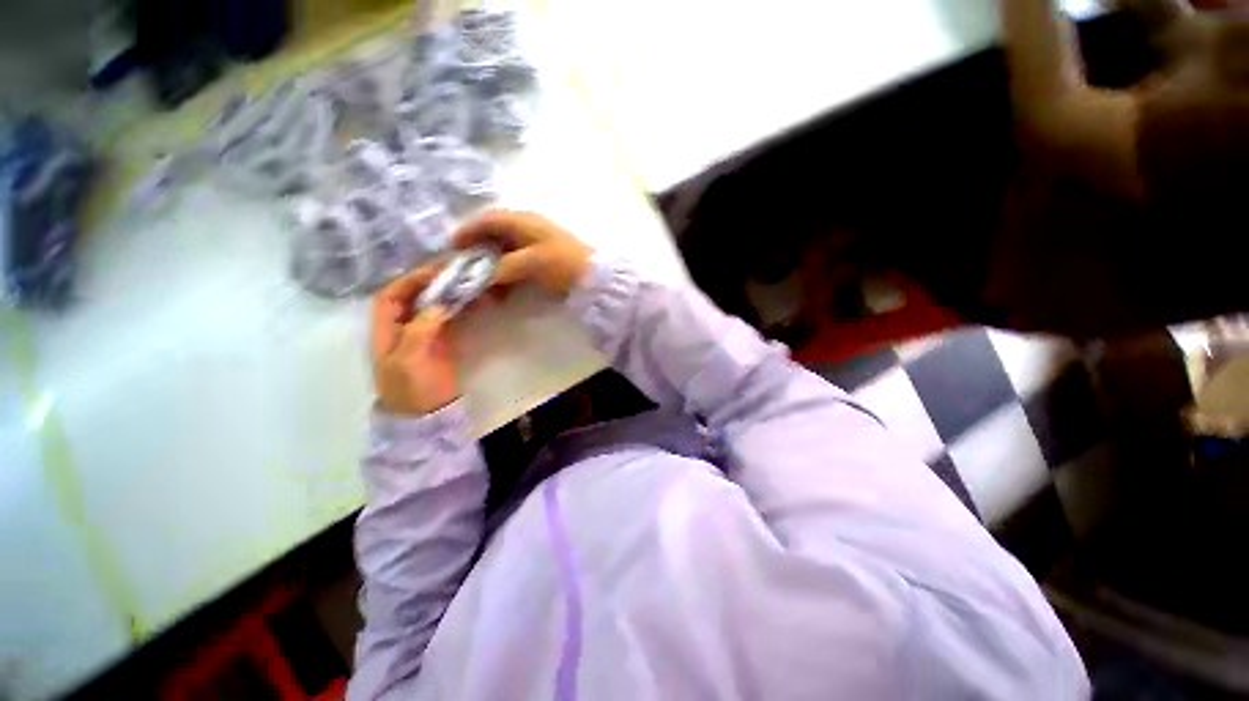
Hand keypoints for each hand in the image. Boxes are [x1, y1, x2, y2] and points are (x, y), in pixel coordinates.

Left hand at [372, 267, 459, 415]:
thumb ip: (418, 331)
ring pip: (433, 303)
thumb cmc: (410, 388)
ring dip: (447, 291)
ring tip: (466, 280)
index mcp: (385, 328)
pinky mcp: (444, 339)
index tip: (432, 271)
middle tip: (455, 270)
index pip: (391, 295)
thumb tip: (438, 305)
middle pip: (414, 296)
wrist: (428, 412)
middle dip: (431, 281)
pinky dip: (459, 305)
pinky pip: (450, 315)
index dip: (408, 280)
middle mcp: (403, 325)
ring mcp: (425, 331)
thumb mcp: (407, 360)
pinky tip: (472, 298)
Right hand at [455, 210, 592, 295]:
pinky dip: (507, 279)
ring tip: (485, 291)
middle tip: (465, 274)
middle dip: (478, 256)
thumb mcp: (531, 263)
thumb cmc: (563, 263)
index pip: (489, 220)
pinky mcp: (544, 264)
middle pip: (494, 238)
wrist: (597, 278)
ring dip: (492, 272)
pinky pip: (517, 268)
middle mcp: (528, 229)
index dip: (469, 231)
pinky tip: (502, 294)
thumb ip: (502, 268)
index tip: (452, 247)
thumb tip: (478, 276)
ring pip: (505, 256)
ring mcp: (537, 247)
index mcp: (523, 221)